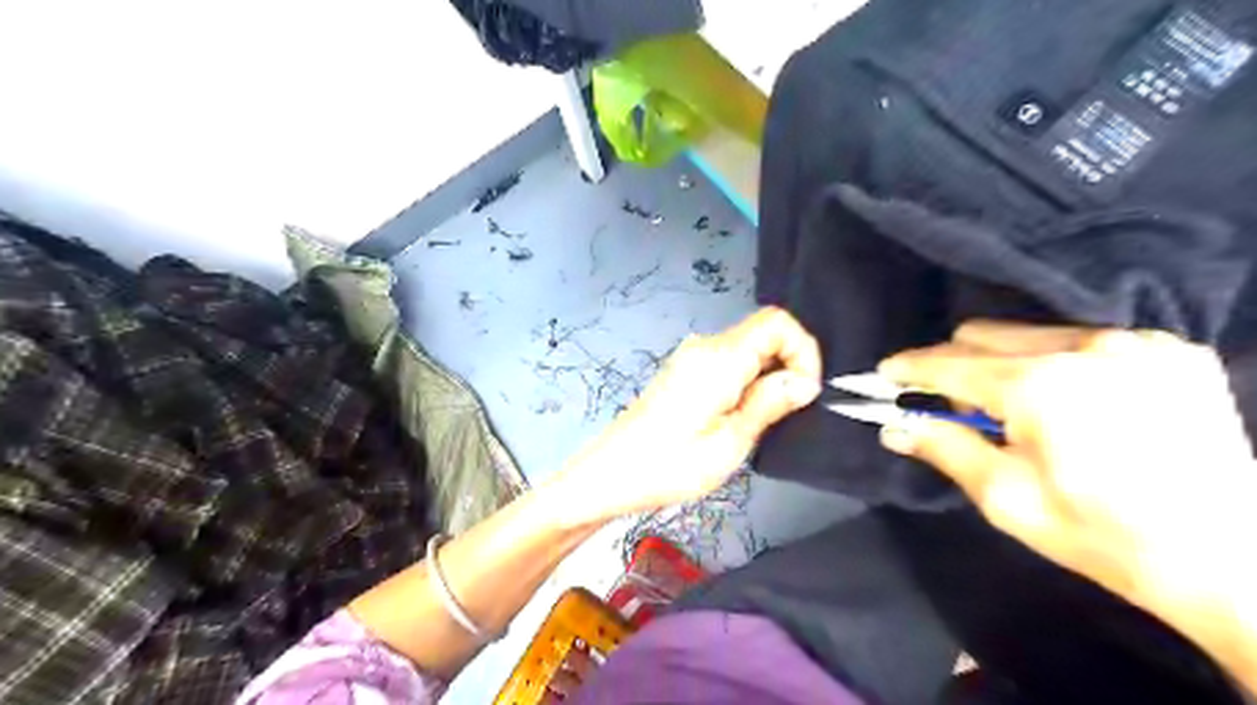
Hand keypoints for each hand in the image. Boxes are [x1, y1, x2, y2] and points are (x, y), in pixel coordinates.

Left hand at [552, 305, 825, 525]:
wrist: (609, 475)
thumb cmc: (669, 466)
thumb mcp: (729, 443)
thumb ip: (769, 403)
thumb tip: (804, 381)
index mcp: (718, 358)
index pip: (777, 321)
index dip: (804, 350)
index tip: (806, 393)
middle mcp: (704, 347)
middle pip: (763, 333)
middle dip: (789, 366)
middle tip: (788, 413)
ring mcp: (690, 357)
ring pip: (748, 349)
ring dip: (769, 376)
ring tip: (764, 421)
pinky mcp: (684, 372)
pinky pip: (729, 362)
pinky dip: (748, 380)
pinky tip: (740, 416)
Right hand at [877, 322, 1255, 681]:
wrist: (1235, 562)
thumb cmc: (1102, 535)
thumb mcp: (1006, 499)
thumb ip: (943, 448)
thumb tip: (891, 425)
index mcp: (1038, 386)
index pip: (948, 363)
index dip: (908, 369)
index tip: (883, 375)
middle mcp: (1083, 347)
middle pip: (982, 334)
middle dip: (953, 365)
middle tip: (949, 404)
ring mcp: (1134, 343)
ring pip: (1031, 333)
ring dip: (1004, 363)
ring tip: (1015, 409)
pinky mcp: (1169, 350)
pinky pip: (1083, 339)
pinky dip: (1057, 363)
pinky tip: (1073, 402)